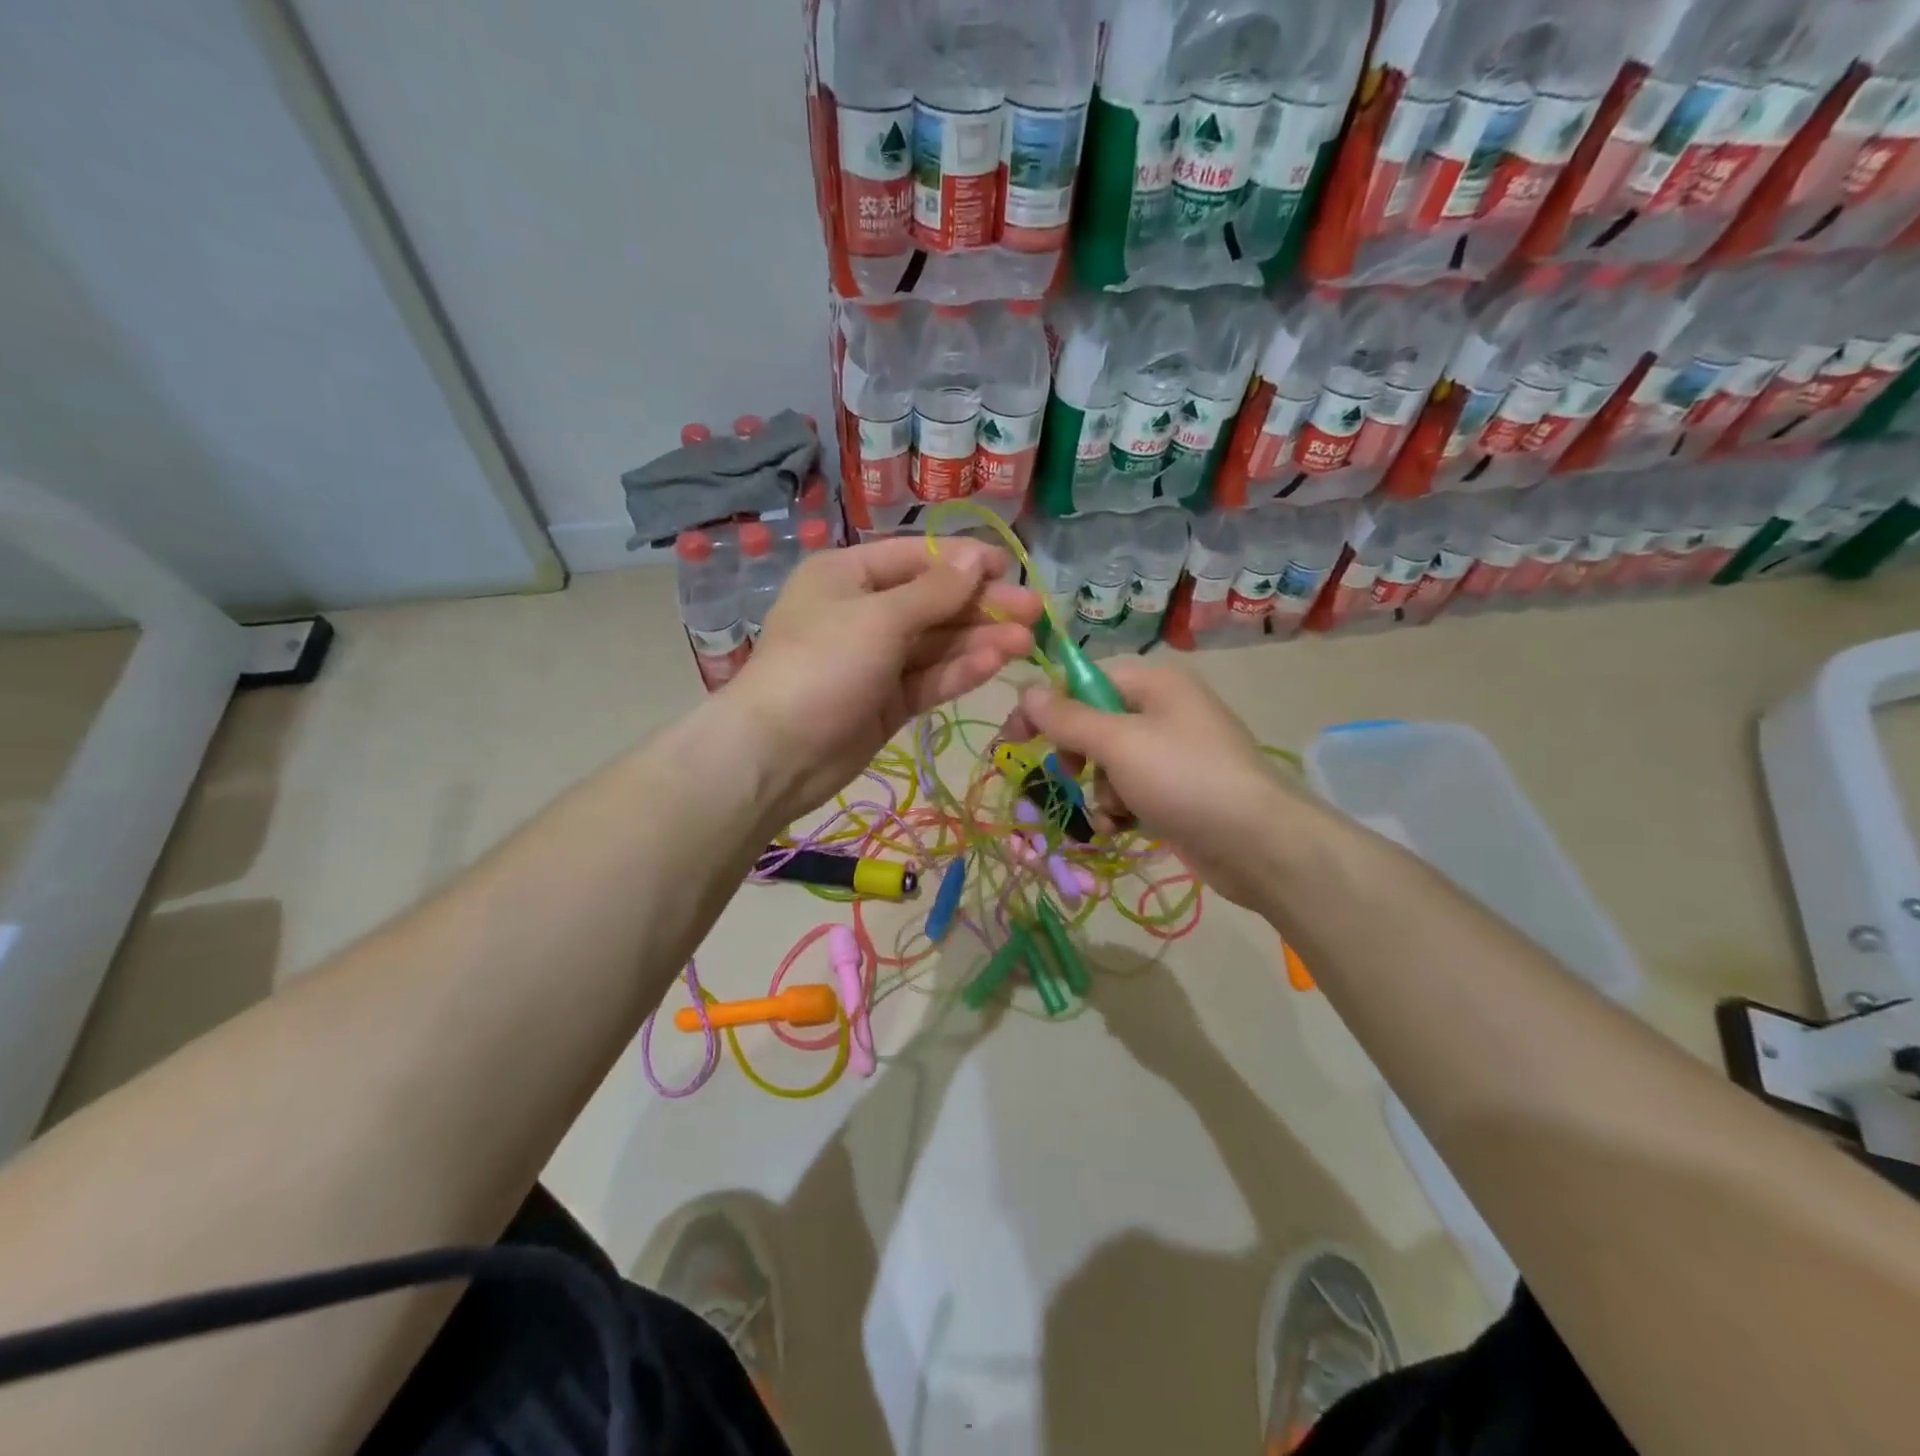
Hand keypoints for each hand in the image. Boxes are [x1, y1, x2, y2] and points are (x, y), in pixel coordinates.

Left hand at [734, 536, 1039, 822]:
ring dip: (980, 640)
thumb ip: (934, 591)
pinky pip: (929, 677)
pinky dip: (961, 670)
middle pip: (932, 602)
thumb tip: (976, 557)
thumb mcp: (880, 618)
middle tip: (1034, 610)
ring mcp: (876, 660)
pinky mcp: (887, 701)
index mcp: (848, 575)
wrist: (778, 754)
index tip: (1010, 567)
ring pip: (936, 643)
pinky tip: (998, 663)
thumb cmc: (823, 666)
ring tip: (1028, 641)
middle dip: (981, 606)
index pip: (916, 557)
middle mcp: (863, 611)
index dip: (963, 561)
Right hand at [1004, 661, 1305, 909]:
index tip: (1016, 737)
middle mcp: (1166, 711)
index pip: (1085, 681)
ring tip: (1115, 810)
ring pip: (1110, 764)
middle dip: (1079, 755)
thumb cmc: (1184, 778)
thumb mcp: (1118, 743)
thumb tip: (1025, 690)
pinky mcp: (1179, 792)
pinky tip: (1123, 828)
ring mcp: (1175, 754)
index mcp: (1155, 684)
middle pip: (1096, 724)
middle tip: (1069, 775)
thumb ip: (1067, 717)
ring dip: (1100, 790)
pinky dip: (1121, 809)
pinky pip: (1131, 791)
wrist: (1258, 844)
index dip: (1048, 707)